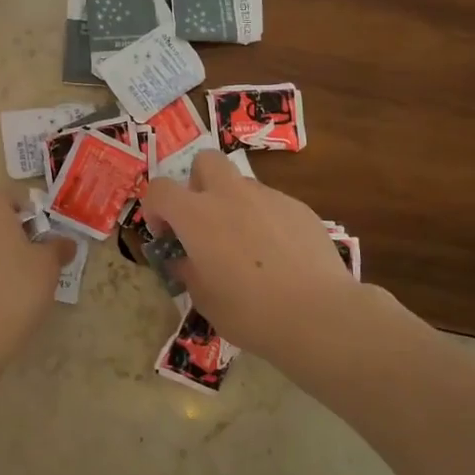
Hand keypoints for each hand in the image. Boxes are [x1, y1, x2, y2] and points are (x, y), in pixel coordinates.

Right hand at [141, 151, 375, 362]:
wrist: (319, 314)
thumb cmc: (251, 312)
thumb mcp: (206, 300)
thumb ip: (189, 272)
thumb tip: (185, 261)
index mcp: (197, 216)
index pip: (160, 189)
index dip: (155, 208)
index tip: (166, 234)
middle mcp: (230, 195)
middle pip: (206, 160)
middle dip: (198, 182)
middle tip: (204, 220)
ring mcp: (268, 197)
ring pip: (241, 184)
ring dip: (234, 204)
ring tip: (247, 245)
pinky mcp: (299, 208)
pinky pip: (272, 204)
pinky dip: (266, 220)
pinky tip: (280, 255)